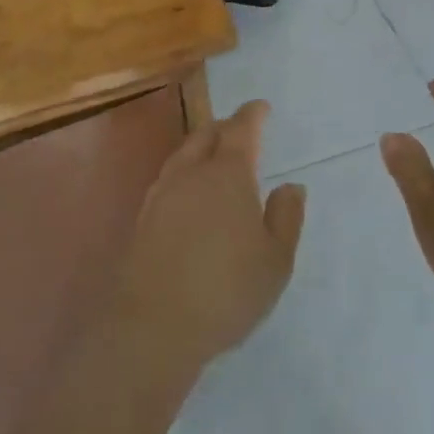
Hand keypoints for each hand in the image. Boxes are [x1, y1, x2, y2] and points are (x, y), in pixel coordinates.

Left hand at [110, 102, 304, 377]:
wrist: (153, 326)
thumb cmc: (226, 290)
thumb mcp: (275, 260)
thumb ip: (286, 217)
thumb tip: (290, 186)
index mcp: (228, 174)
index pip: (241, 129)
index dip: (252, 115)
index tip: (261, 108)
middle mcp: (192, 173)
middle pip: (206, 135)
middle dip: (224, 127)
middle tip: (239, 132)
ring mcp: (162, 195)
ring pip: (182, 155)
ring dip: (200, 149)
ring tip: (213, 159)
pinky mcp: (142, 219)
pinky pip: (168, 180)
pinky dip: (183, 174)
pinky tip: (188, 195)